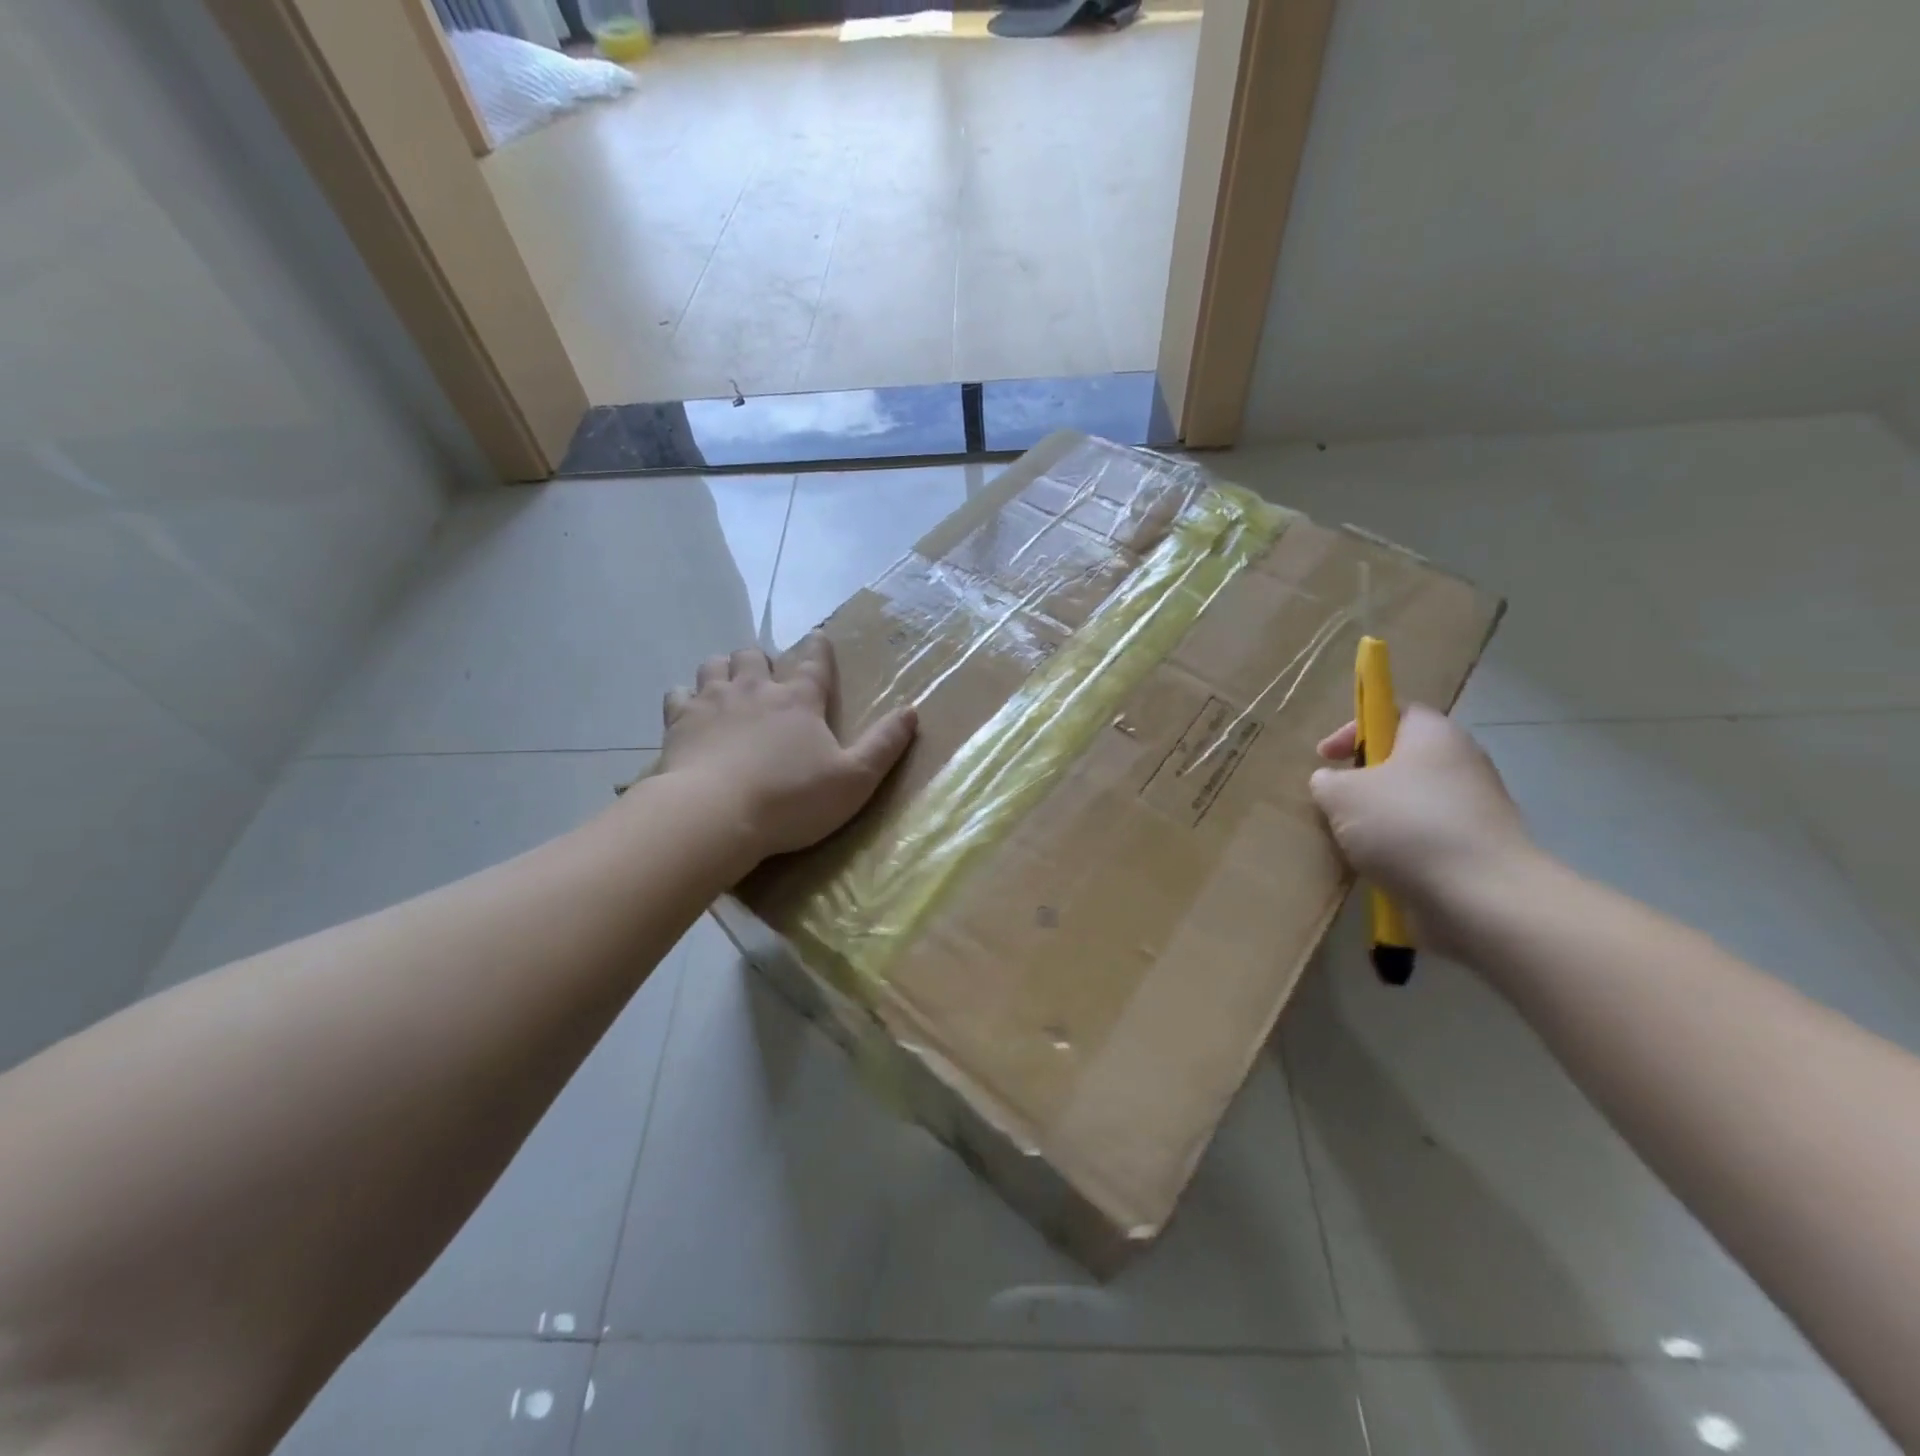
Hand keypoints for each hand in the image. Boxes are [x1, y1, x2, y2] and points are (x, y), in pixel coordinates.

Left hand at [657, 634, 917, 861]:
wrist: (715, 815)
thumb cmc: (792, 799)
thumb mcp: (854, 778)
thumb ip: (884, 744)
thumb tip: (912, 711)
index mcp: (799, 700)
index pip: (814, 662)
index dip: (819, 648)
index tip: (819, 637)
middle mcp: (755, 689)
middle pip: (754, 656)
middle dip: (761, 660)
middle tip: (766, 678)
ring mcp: (713, 701)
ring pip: (715, 665)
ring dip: (724, 670)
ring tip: (729, 686)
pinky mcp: (679, 722)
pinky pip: (678, 694)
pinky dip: (686, 698)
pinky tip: (690, 712)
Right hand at [1310, 704, 1538, 945]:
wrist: (1481, 896)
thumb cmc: (1405, 825)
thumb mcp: (1342, 795)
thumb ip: (1327, 781)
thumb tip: (1330, 782)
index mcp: (1434, 734)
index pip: (1395, 711)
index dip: (1355, 728)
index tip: (1326, 756)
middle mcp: (1463, 762)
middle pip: (1405, 759)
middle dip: (1366, 779)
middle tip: (1337, 801)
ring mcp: (1477, 808)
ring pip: (1415, 801)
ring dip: (1382, 817)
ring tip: (1353, 842)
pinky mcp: (1480, 848)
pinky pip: (1429, 837)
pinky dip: (1403, 848)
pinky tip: (1382, 868)